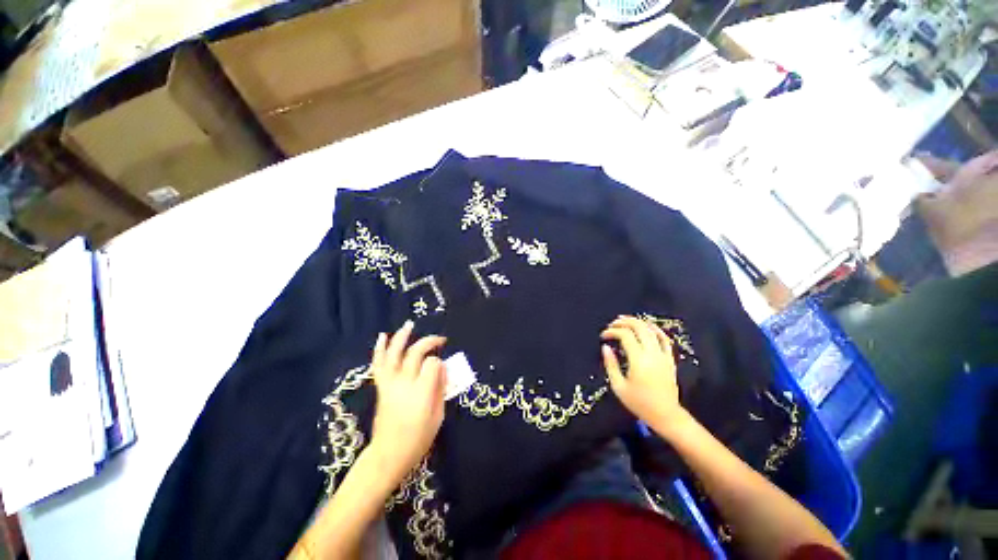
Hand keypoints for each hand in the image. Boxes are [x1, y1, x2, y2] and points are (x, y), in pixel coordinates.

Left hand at [369, 321, 446, 483]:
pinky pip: (379, 364)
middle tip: (439, 340)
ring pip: (394, 353)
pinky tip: (383, 336)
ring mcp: (390, 383)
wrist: (389, 454)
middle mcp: (404, 383)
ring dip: (401, 337)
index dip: (439, 361)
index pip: (432, 363)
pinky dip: (380, 349)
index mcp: (421, 392)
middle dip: (429, 342)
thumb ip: (441, 388)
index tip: (442, 367)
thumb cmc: (418, 439)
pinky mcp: (381, 387)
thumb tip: (442, 368)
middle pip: (415, 353)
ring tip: (409, 325)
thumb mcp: (438, 416)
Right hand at [601, 316, 685, 427]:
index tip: (603, 337)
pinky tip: (647, 327)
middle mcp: (652, 354)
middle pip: (639, 327)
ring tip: (625, 320)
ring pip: (652, 330)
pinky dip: (655, 329)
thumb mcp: (619, 387)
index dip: (612, 332)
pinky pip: (664, 339)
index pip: (625, 335)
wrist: (666, 415)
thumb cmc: (639, 403)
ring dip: (638, 322)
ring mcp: (663, 355)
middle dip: (624, 322)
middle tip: (612, 324)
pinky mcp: (670, 359)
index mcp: (639, 360)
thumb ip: (610, 365)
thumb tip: (605, 347)